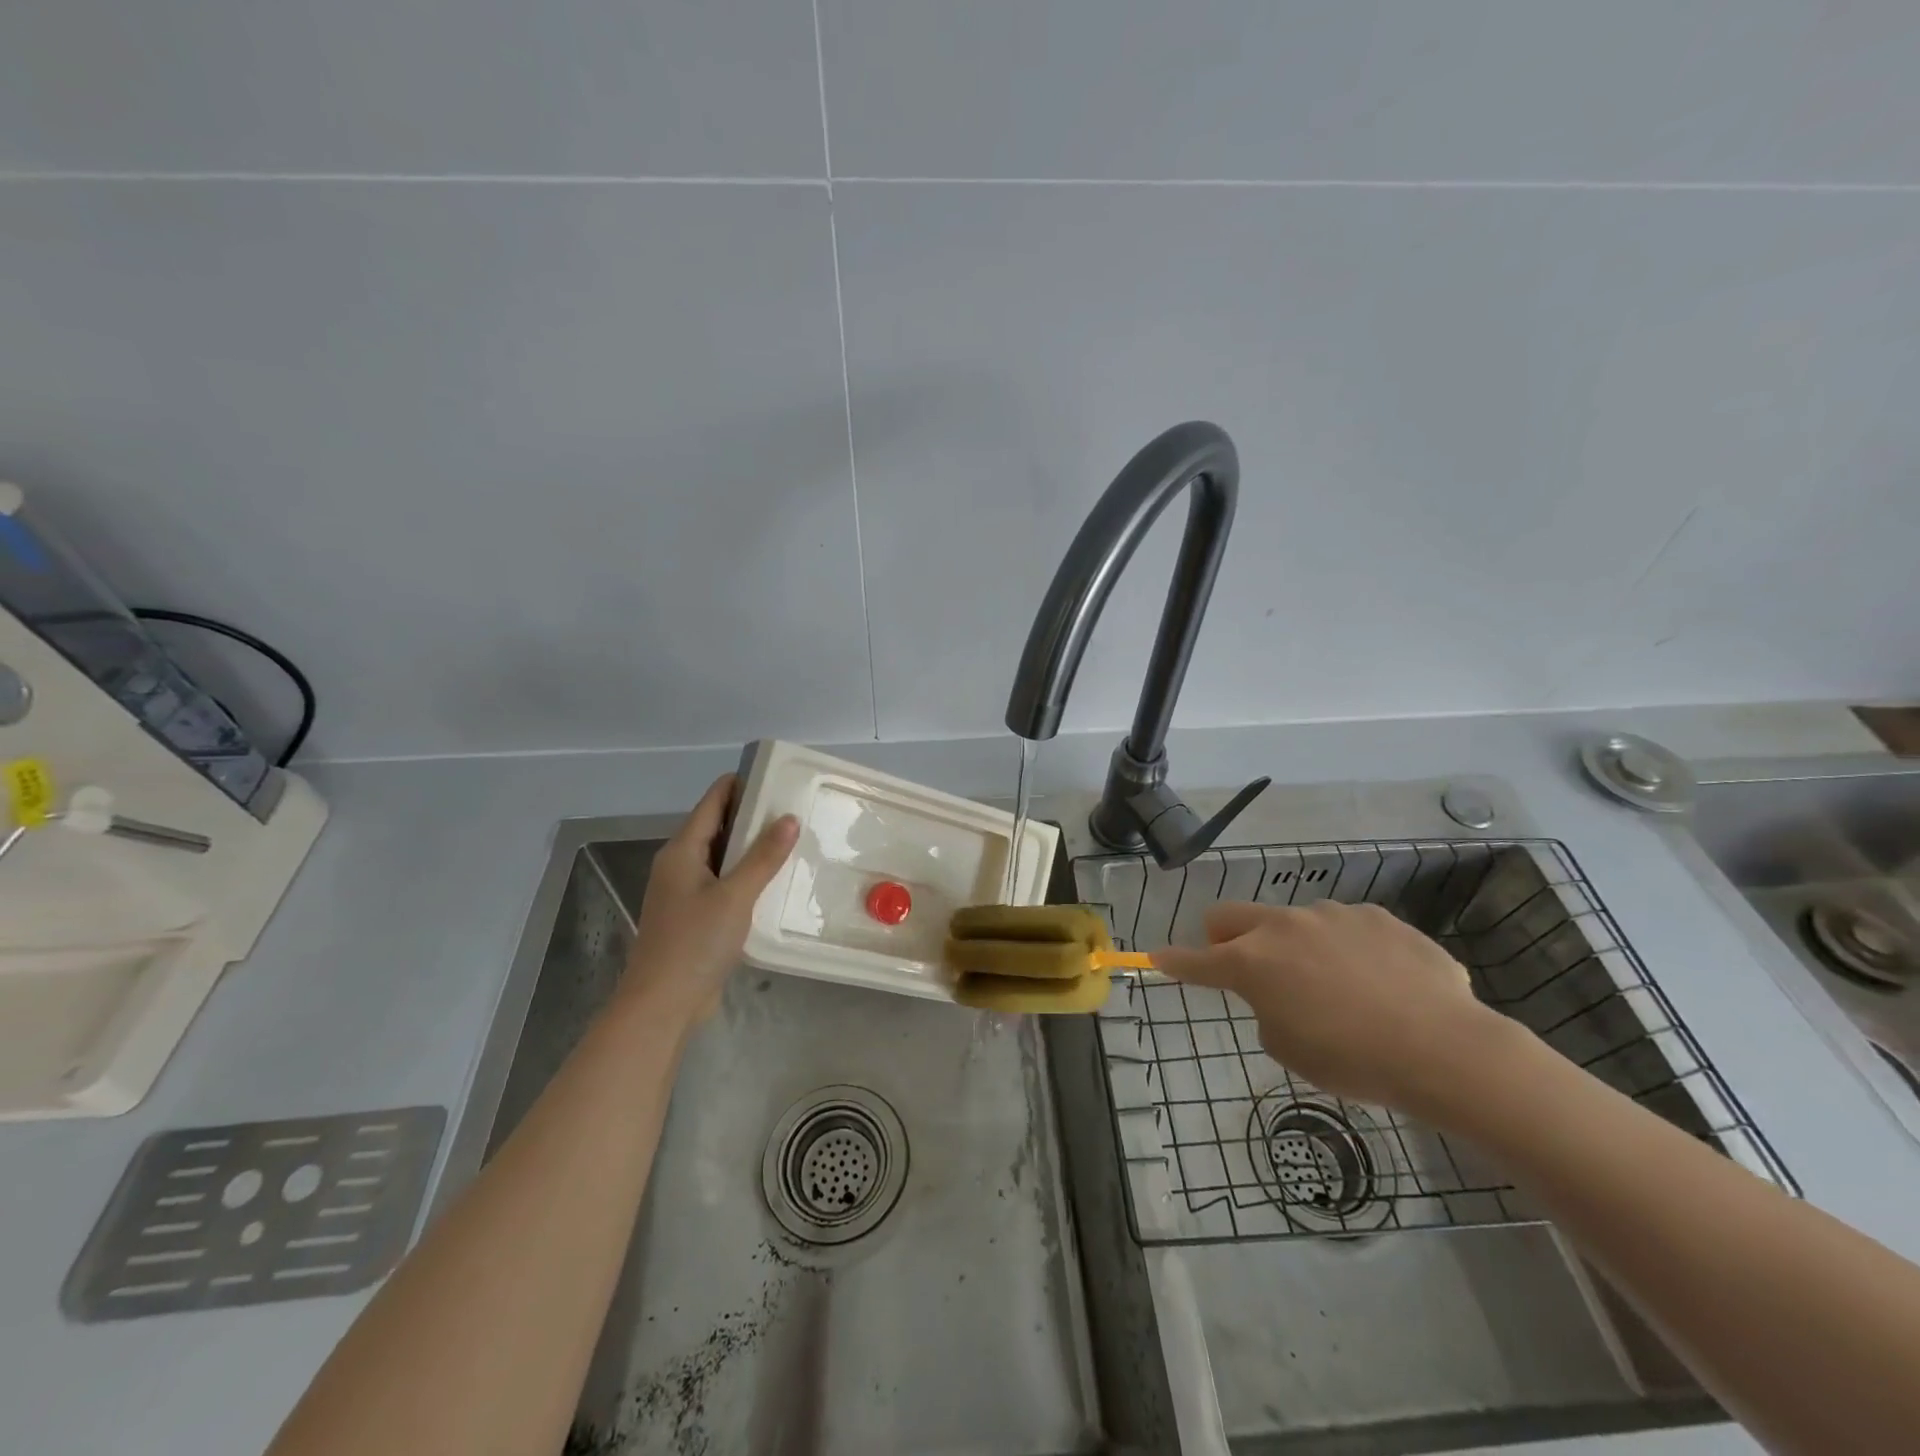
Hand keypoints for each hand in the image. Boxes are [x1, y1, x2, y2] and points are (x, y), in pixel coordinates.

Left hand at [617, 774, 797, 1029]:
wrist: (662, 1004)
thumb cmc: (694, 943)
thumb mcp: (735, 895)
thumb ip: (763, 856)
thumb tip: (788, 818)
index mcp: (681, 851)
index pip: (713, 801)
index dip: (741, 784)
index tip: (777, 776)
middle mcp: (679, 865)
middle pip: (717, 826)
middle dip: (752, 815)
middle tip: (795, 808)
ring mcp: (685, 892)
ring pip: (722, 856)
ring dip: (751, 848)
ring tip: (792, 840)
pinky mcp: (694, 916)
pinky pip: (723, 882)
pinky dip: (746, 875)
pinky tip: (773, 881)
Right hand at [1154, 901, 1511, 1113]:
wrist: (1443, 1048)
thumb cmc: (1353, 1060)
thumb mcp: (1290, 1050)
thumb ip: (1267, 1012)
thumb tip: (1280, 995)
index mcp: (1252, 962)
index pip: (1196, 959)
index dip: (1174, 961)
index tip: (1158, 957)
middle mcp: (1283, 926)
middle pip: (1231, 916)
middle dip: (1223, 937)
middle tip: (1242, 964)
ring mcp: (1331, 915)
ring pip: (1294, 921)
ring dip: (1296, 945)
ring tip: (1338, 986)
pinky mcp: (1377, 915)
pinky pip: (1347, 928)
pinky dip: (1348, 948)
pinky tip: (1381, 981)